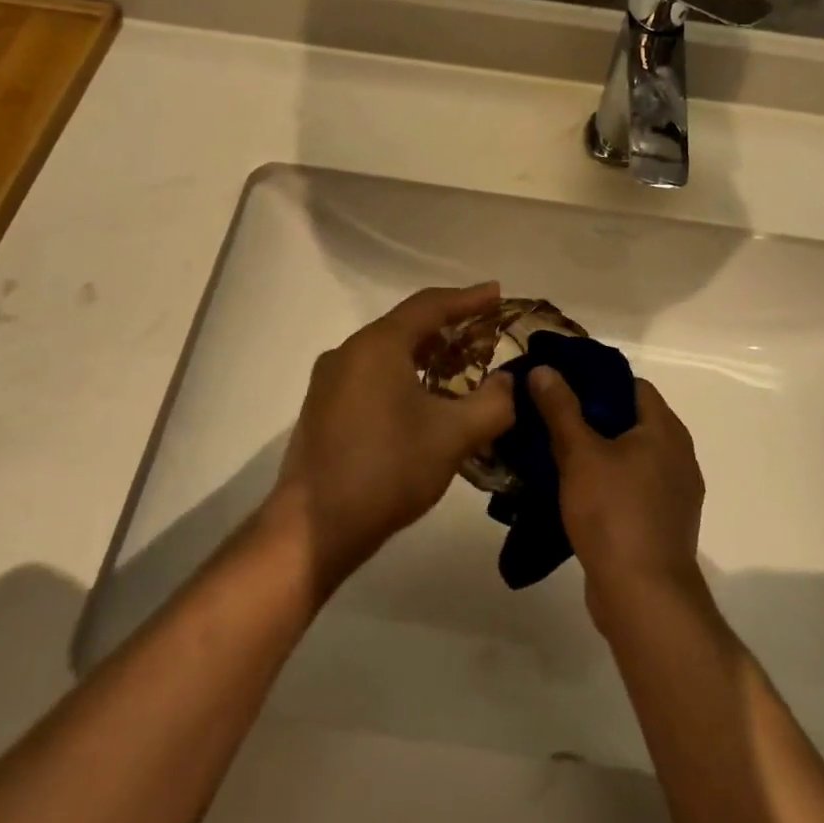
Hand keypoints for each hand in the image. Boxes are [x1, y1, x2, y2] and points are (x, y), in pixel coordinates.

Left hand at [264, 283, 515, 592]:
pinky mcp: (324, 408)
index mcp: (378, 345)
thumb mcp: (453, 436)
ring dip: (427, 354)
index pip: (430, 306)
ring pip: (388, 352)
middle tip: (486, 335)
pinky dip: (404, 375)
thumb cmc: (387, 470)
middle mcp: (349, 352)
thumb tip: (509, 382)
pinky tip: (425, 400)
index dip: (468, 298)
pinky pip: (372, 375)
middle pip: (407, 325)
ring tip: (461, 366)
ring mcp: (330, 381)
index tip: (498, 294)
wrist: (315, 529)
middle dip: (449, 327)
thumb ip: (492, 403)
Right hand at [530, 370, 706, 622]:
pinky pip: (632, 487)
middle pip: (630, 420)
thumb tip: (544, 369)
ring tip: (554, 452)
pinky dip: (607, 482)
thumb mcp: (579, 454)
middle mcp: (678, 456)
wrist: (644, 597)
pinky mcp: (663, 524)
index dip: (595, 380)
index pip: (632, 385)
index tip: (560, 385)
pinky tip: (574, 491)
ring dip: (597, 452)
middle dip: (591, 417)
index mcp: (665, 430)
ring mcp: (674, 493)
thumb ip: (560, 408)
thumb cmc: (613, 513)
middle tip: (549, 417)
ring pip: (630, 457)